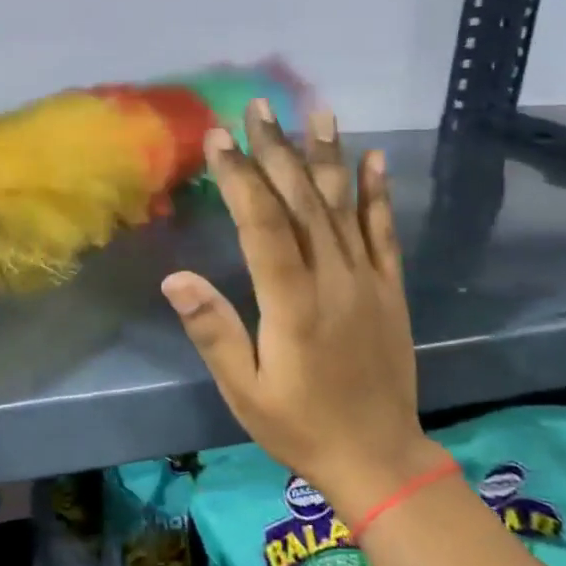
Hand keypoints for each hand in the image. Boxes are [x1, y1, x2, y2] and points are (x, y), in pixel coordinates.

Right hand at [160, 100, 438, 520]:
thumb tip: (176, 279)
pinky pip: (384, 231)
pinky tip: (374, 159)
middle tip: (258, 107)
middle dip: (276, 150)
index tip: (218, 138)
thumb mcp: (244, 390)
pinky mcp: (390, 288)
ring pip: (342, 206)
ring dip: (326, 156)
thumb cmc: (299, 426)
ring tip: (316, 112)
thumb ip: (214, 331)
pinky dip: (378, 193)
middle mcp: (332, 279)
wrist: (378, 458)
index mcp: (292, 303)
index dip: (238, 177)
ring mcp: (367, 280)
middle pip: (300, 201)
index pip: (261, 224)